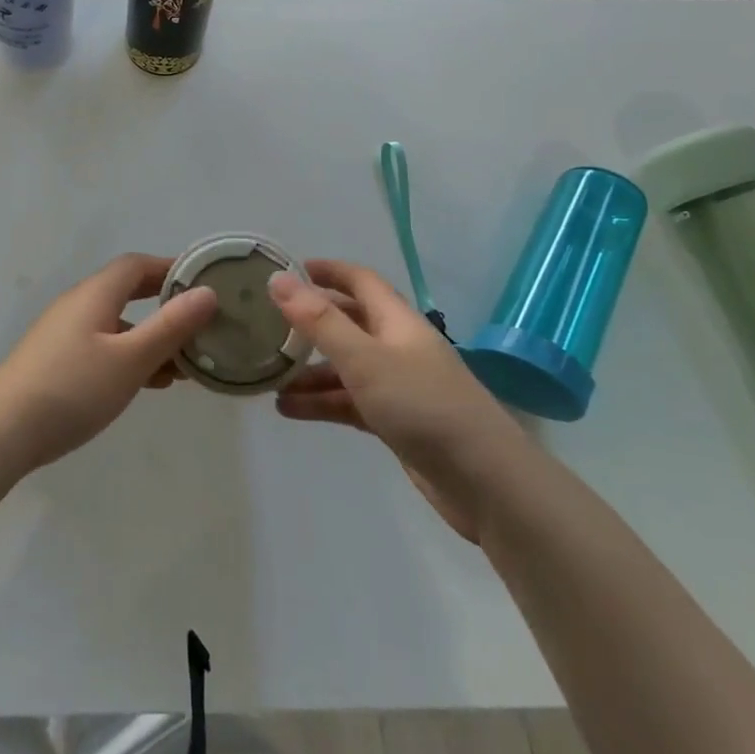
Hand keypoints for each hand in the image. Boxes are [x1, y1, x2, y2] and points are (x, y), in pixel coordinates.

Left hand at [0, 254, 218, 471]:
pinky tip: (148, 382)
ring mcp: (64, 332)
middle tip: (199, 321)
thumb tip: (207, 293)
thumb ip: (170, 326)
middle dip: (164, 304)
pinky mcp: (56, 359)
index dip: (170, 269)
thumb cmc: (73, 389)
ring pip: (117, 323)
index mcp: (95, 294)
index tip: (203, 283)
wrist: (3, 431)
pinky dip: (130, 355)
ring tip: (184, 363)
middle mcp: (78, 304)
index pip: (137, 265)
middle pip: (127, 291)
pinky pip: (103, 345)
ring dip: (150, 336)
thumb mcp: (130, 359)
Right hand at [268, 260, 533, 542]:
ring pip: (345, 368)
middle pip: (349, 323)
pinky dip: (323, 403)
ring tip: (268, 379)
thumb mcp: (364, 359)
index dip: (327, 271)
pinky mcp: (397, 422)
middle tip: (268, 324)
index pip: (359, 281)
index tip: (288, 270)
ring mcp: (399, 386)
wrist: (486, 483)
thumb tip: (277, 279)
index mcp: (396, 321)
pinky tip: (290, 410)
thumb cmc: (423, 406)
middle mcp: (397, 346)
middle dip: (311, 323)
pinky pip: (351, 402)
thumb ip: (319, 321)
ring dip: (310, 371)